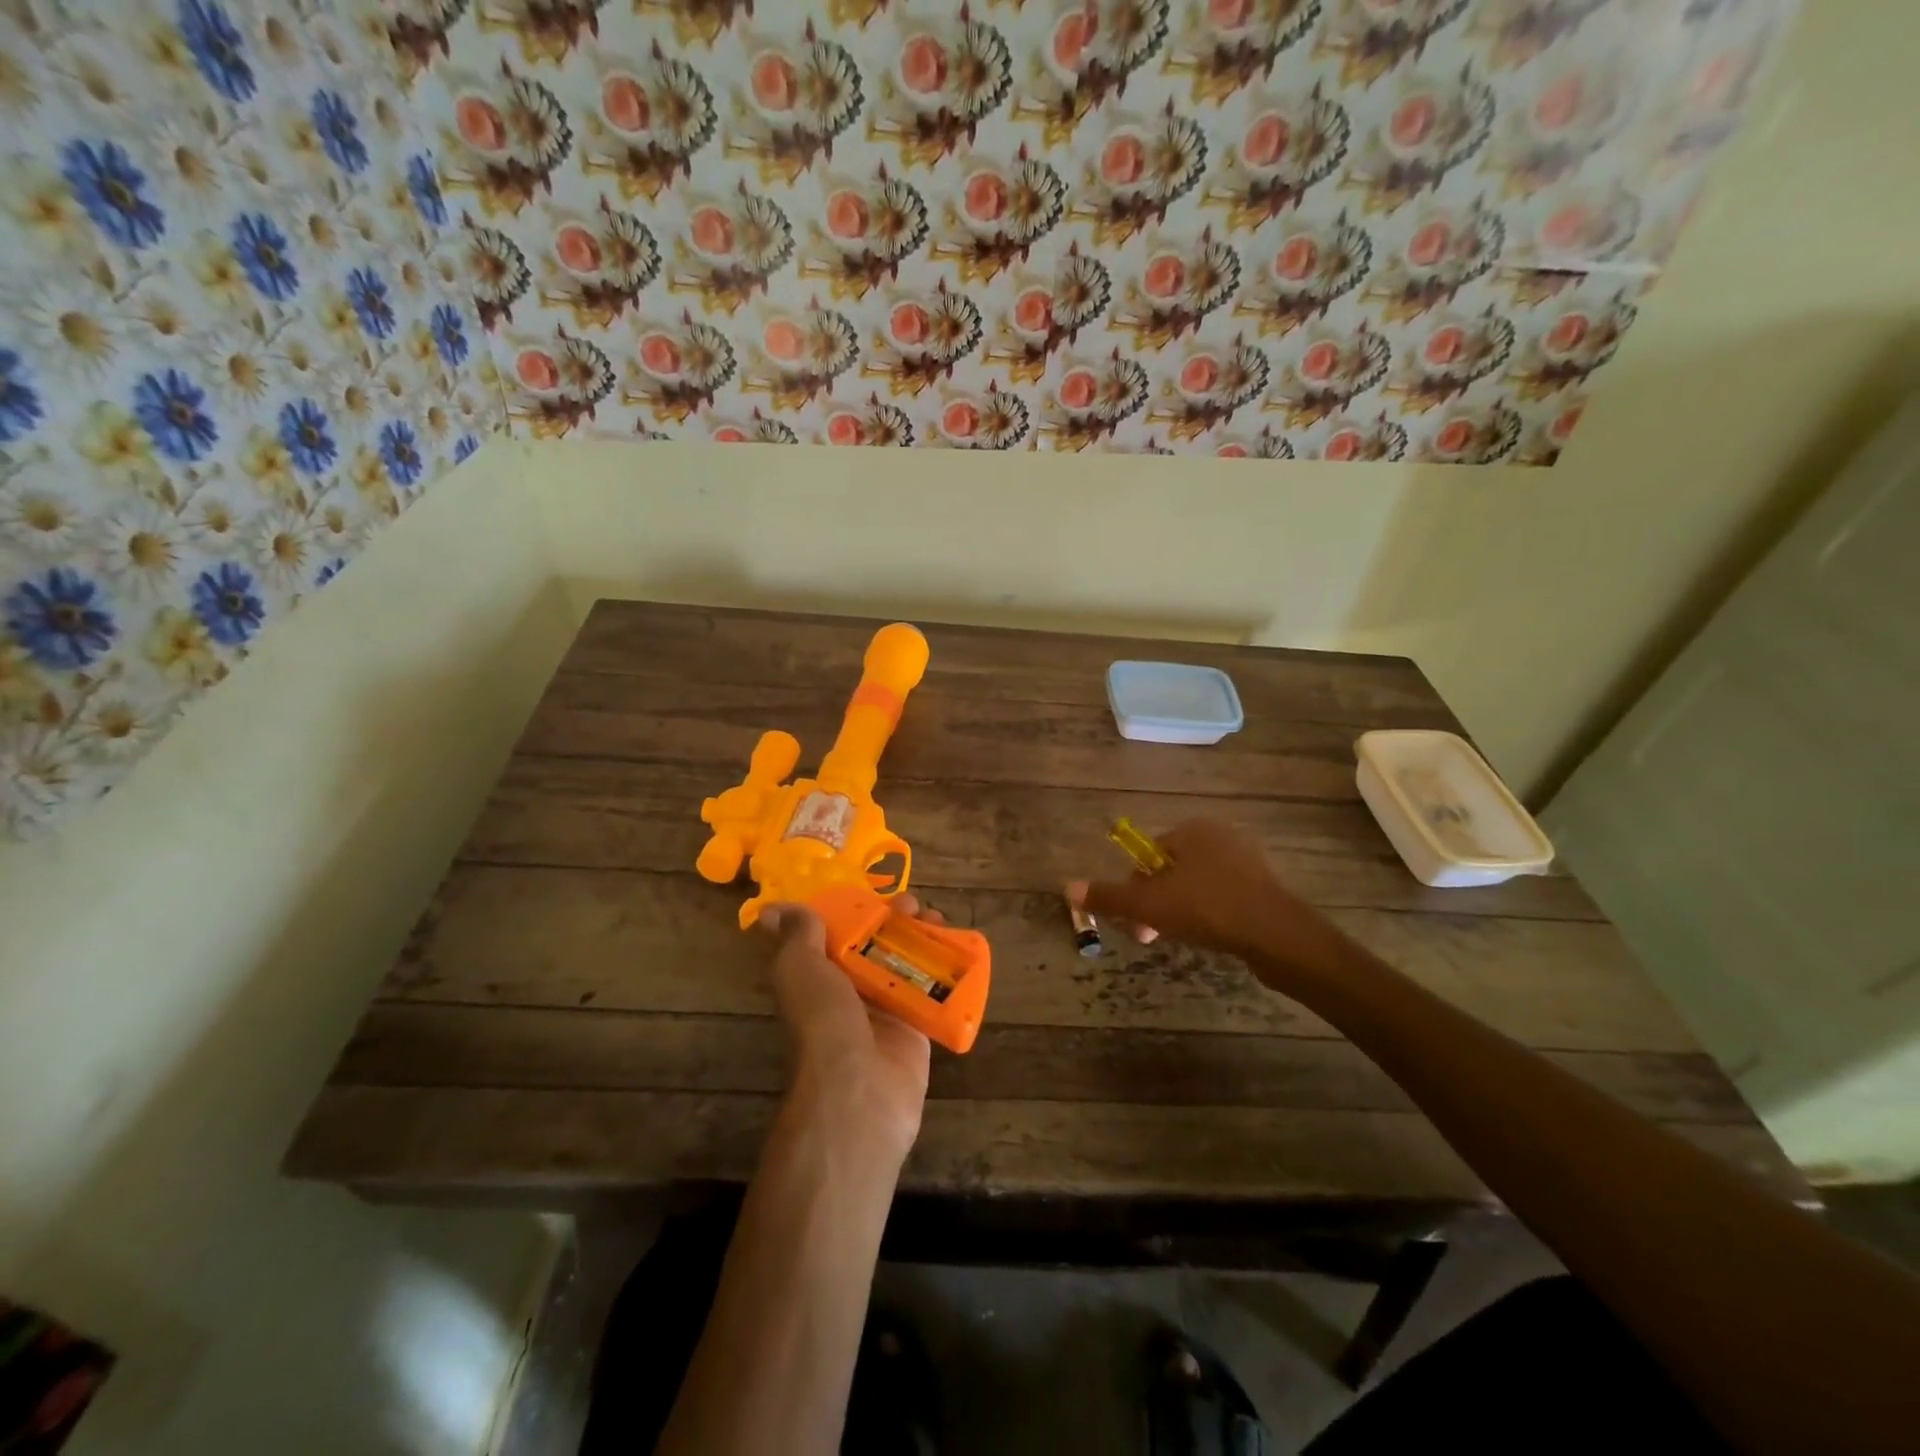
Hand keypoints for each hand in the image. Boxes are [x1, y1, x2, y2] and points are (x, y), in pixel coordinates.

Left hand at [757, 898, 933, 1164]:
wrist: (859, 1089)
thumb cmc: (824, 1020)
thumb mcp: (799, 968)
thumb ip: (797, 936)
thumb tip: (772, 911)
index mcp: (817, 976)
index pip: (835, 934)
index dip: (854, 910)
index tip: (873, 892)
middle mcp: (849, 993)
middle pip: (875, 945)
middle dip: (894, 919)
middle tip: (914, 905)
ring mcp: (883, 1011)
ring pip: (905, 963)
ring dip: (922, 937)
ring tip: (938, 920)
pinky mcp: (915, 1028)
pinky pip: (931, 992)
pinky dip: (945, 970)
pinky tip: (958, 950)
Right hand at [1072, 819, 1353, 988]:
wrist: (1279, 937)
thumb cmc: (1208, 909)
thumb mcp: (1149, 904)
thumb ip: (1109, 896)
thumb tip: (1068, 888)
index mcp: (1192, 830)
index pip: (1149, 856)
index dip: (1135, 889)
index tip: (1134, 921)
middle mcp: (1220, 837)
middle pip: (1170, 872)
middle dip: (1155, 904)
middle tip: (1150, 936)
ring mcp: (1246, 862)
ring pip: (1195, 887)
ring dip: (1179, 912)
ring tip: (1179, 939)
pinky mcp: (1263, 889)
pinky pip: (1222, 898)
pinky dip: (1209, 916)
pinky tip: (1210, 938)